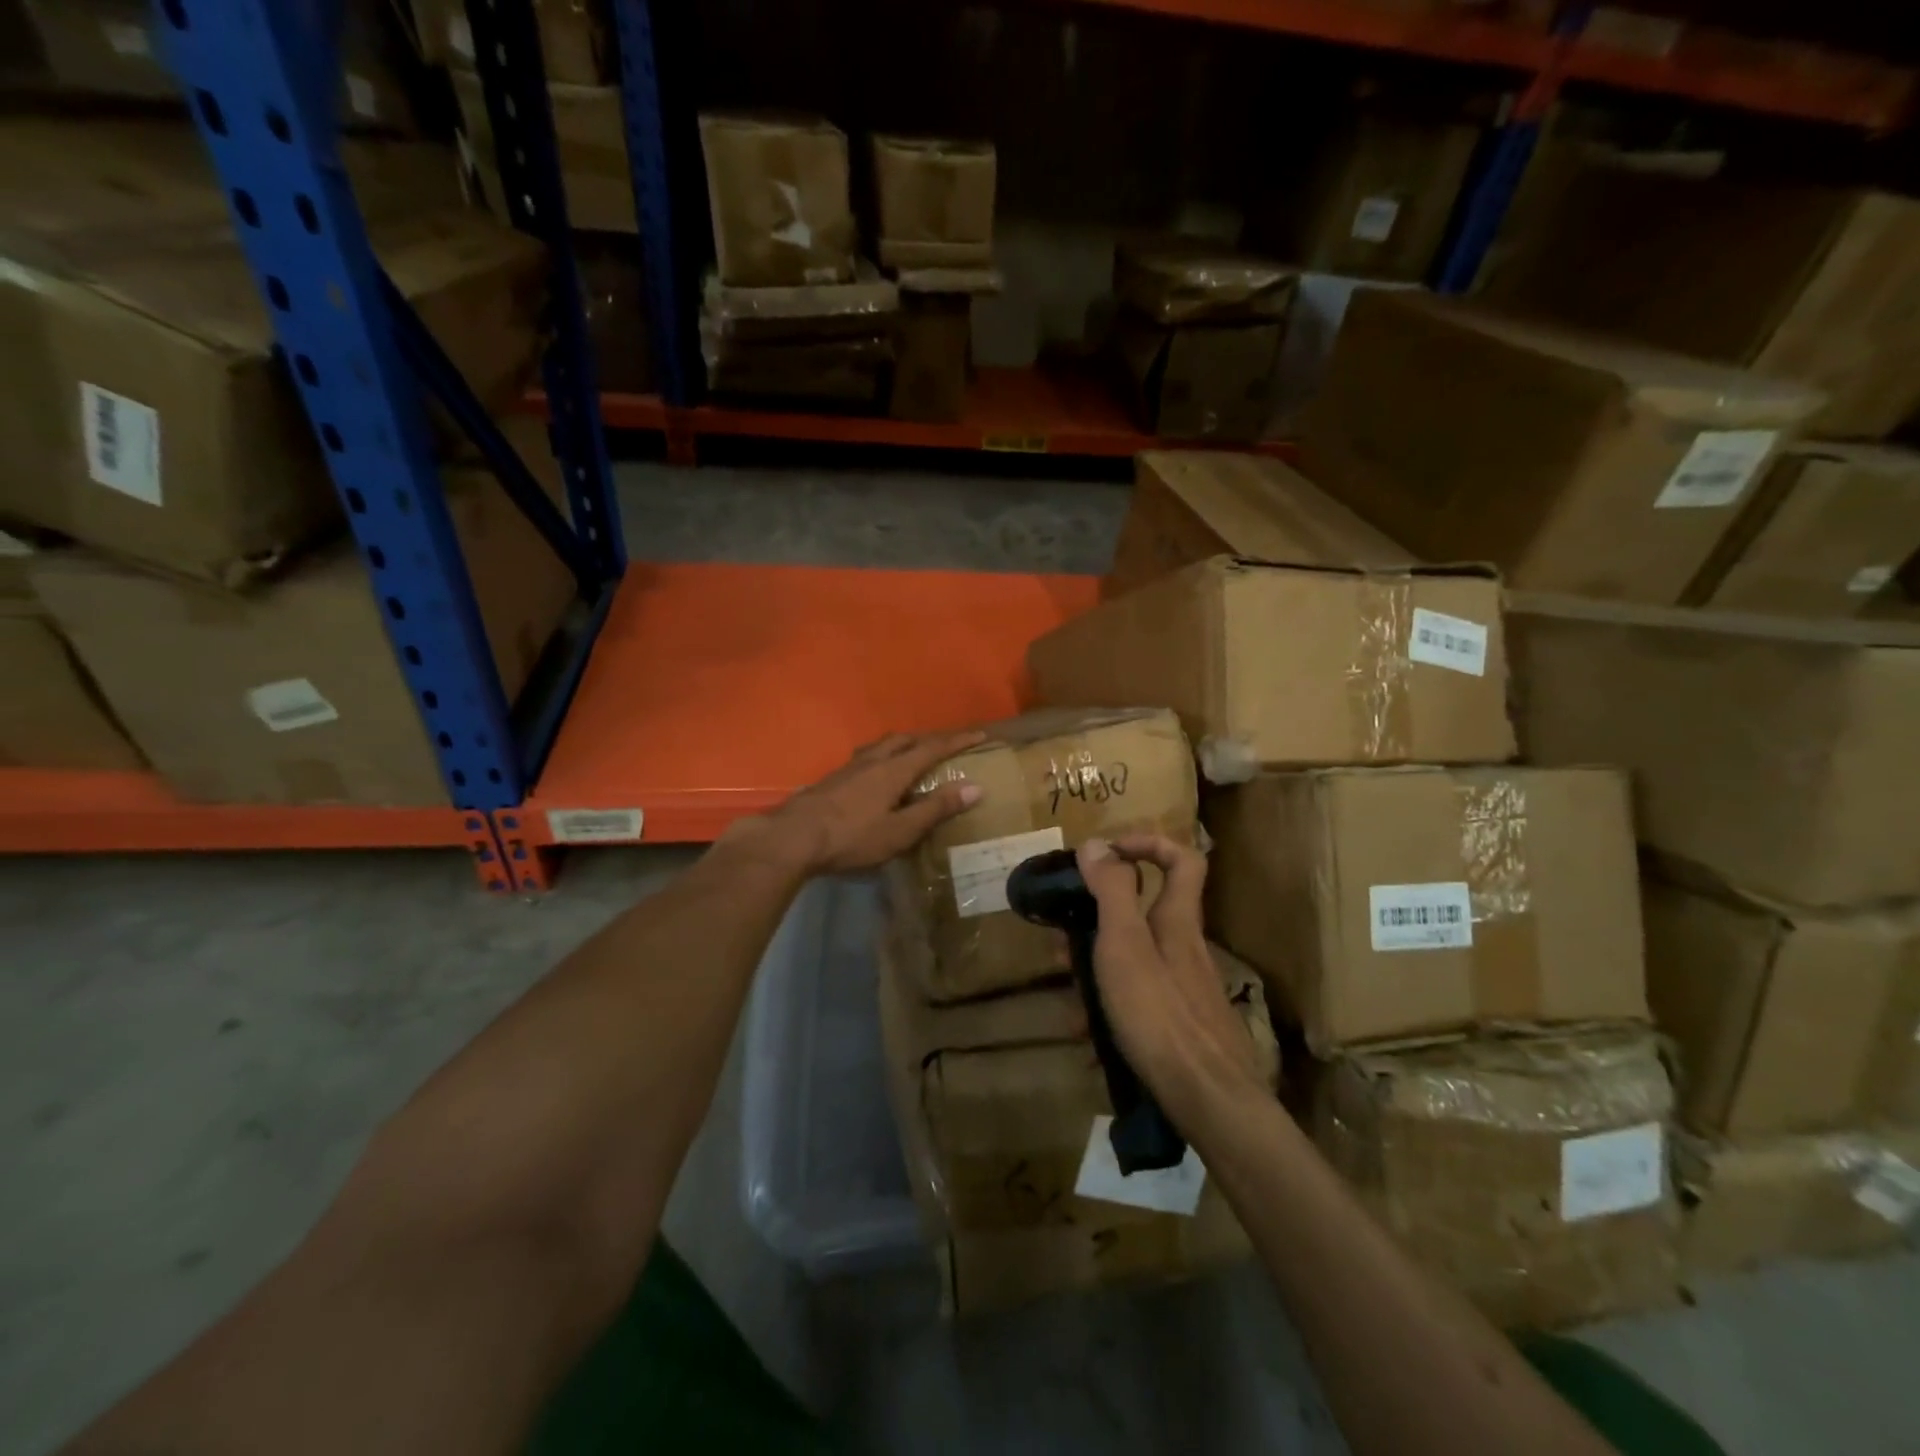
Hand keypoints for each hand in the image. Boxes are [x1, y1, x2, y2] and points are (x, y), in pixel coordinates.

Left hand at [749, 730, 986, 874]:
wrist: (793, 837)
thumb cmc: (852, 837)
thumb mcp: (900, 830)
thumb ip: (935, 809)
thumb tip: (975, 787)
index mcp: (894, 769)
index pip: (932, 748)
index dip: (957, 741)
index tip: (980, 735)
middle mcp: (873, 760)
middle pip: (905, 739)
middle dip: (929, 739)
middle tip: (946, 746)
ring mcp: (849, 768)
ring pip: (882, 745)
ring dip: (903, 744)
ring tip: (912, 754)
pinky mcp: (833, 779)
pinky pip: (866, 756)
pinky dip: (883, 756)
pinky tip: (876, 774)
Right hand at [1077, 834, 1269, 1124]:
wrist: (1210, 1101)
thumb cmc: (1160, 1014)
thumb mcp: (1125, 944)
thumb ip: (1111, 892)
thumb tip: (1097, 843)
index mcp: (1176, 920)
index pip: (1182, 860)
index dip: (1148, 844)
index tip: (1108, 853)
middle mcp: (1184, 948)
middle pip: (1144, 913)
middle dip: (1099, 918)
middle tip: (1062, 937)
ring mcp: (1184, 989)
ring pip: (1134, 960)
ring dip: (1096, 968)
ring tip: (1065, 992)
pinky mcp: (1179, 1025)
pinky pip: (1137, 1000)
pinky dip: (1109, 1007)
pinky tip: (1086, 1034)